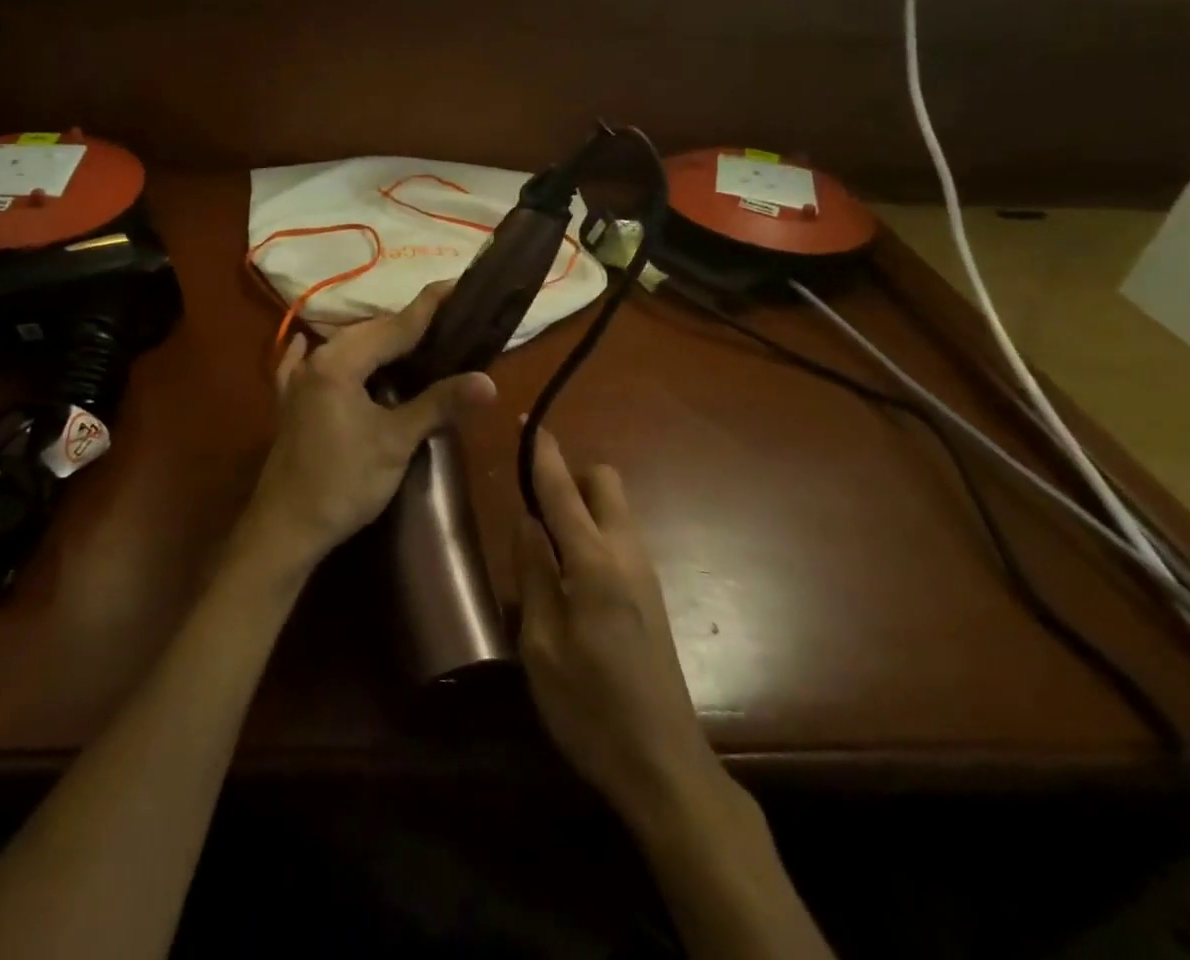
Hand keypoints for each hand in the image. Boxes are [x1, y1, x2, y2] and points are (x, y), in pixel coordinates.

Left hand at [238, 283, 496, 576]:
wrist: (285, 528)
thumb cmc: (344, 482)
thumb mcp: (396, 442)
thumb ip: (439, 404)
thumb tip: (488, 381)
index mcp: (341, 362)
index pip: (395, 326)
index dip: (429, 306)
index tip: (457, 283)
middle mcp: (316, 360)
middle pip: (369, 331)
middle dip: (406, 323)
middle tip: (445, 319)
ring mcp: (298, 381)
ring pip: (344, 346)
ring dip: (375, 340)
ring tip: (411, 338)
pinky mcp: (290, 403)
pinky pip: (307, 365)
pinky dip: (323, 354)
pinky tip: (308, 341)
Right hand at [515, 426, 718, 822]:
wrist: (665, 766)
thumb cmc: (590, 708)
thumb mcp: (541, 645)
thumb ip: (532, 572)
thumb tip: (525, 519)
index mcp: (594, 562)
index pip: (562, 489)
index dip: (543, 454)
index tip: (526, 423)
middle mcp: (626, 553)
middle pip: (605, 482)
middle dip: (571, 475)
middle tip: (534, 505)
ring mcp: (645, 572)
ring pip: (615, 508)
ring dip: (582, 505)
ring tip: (544, 543)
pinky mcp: (651, 594)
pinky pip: (619, 537)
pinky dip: (593, 532)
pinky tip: (570, 575)